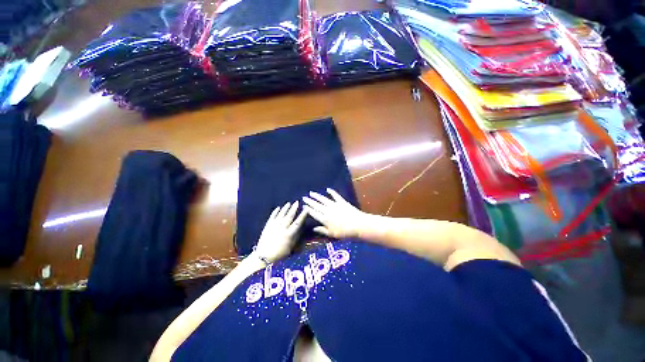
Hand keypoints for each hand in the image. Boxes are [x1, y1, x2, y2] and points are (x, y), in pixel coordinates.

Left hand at [254, 201, 307, 262]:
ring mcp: (273, 227)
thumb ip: (297, 237)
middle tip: (297, 202)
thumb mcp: (291, 247)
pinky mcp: (267, 226)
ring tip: (289, 203)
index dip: (303, 215)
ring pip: (281, 215)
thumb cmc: (279, 254)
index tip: (306, 209)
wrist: (263, 257)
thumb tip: (302, 228)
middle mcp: (282, 229)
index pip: (298, 223)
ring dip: (285, 208)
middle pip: (289, 217)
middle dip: (293, 209)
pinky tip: (278, 208)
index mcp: (289, 235)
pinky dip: (275, 212)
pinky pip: (272, 217)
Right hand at [302, 188, 367, 238]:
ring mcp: (334, 205)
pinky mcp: (341, 202)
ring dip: (317, 196)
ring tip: (311, 193)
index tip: (303, 206)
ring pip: (323, 199)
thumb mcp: (332, 234)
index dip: (308, 209)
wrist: (358, 225)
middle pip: (316, 205)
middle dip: (310, 201)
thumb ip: (322, 230)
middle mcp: (327, 210)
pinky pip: (335, 195)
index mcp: (324, 219)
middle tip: (304, 197)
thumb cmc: (345, 232)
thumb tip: (313, 228)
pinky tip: (327, 189)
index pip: (314, 213)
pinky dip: (331, 192)